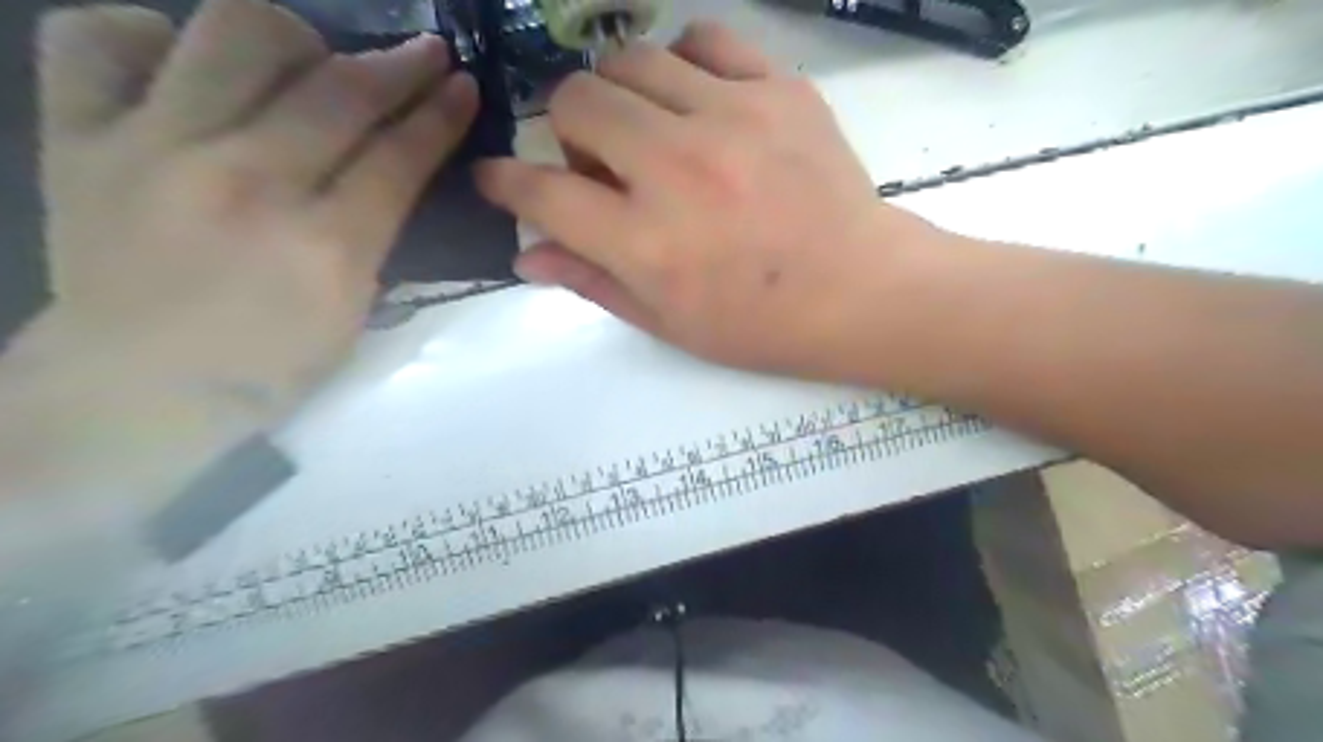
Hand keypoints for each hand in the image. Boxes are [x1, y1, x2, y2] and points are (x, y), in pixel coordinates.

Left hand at [35, 0, 481, 420]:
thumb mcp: (353, 315)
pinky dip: (151, 33)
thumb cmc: (267, 366)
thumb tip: (390, 170)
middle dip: (399, 65)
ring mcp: (154, 150)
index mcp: (325, 247)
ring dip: (294, 36)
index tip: (462, 85)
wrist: (135, 388)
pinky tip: (186, 61)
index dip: (440, 114)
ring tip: (309, 57)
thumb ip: (375, 237)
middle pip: (338, 91)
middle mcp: (246, 183)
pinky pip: (99, 38)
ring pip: (233, 36)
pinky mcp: (77, 138)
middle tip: (424, 54)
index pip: (399, 156)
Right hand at [482, 22, 945, 375]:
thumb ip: (593, 283)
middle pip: (575, 101)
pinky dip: (683, 63)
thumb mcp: (669, 322)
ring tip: (648, 131)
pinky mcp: (779, 90)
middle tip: (598, 161)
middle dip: (567, 130)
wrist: (860, 292)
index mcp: (645, 242)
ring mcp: (730, 119)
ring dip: (621, 95)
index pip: (541, 193)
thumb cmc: (760, 324)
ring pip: (630, 59)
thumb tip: (527, 256)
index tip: (500, 179)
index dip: (506, 183)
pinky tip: (695, 99)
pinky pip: (705, 39)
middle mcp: (676, 169)